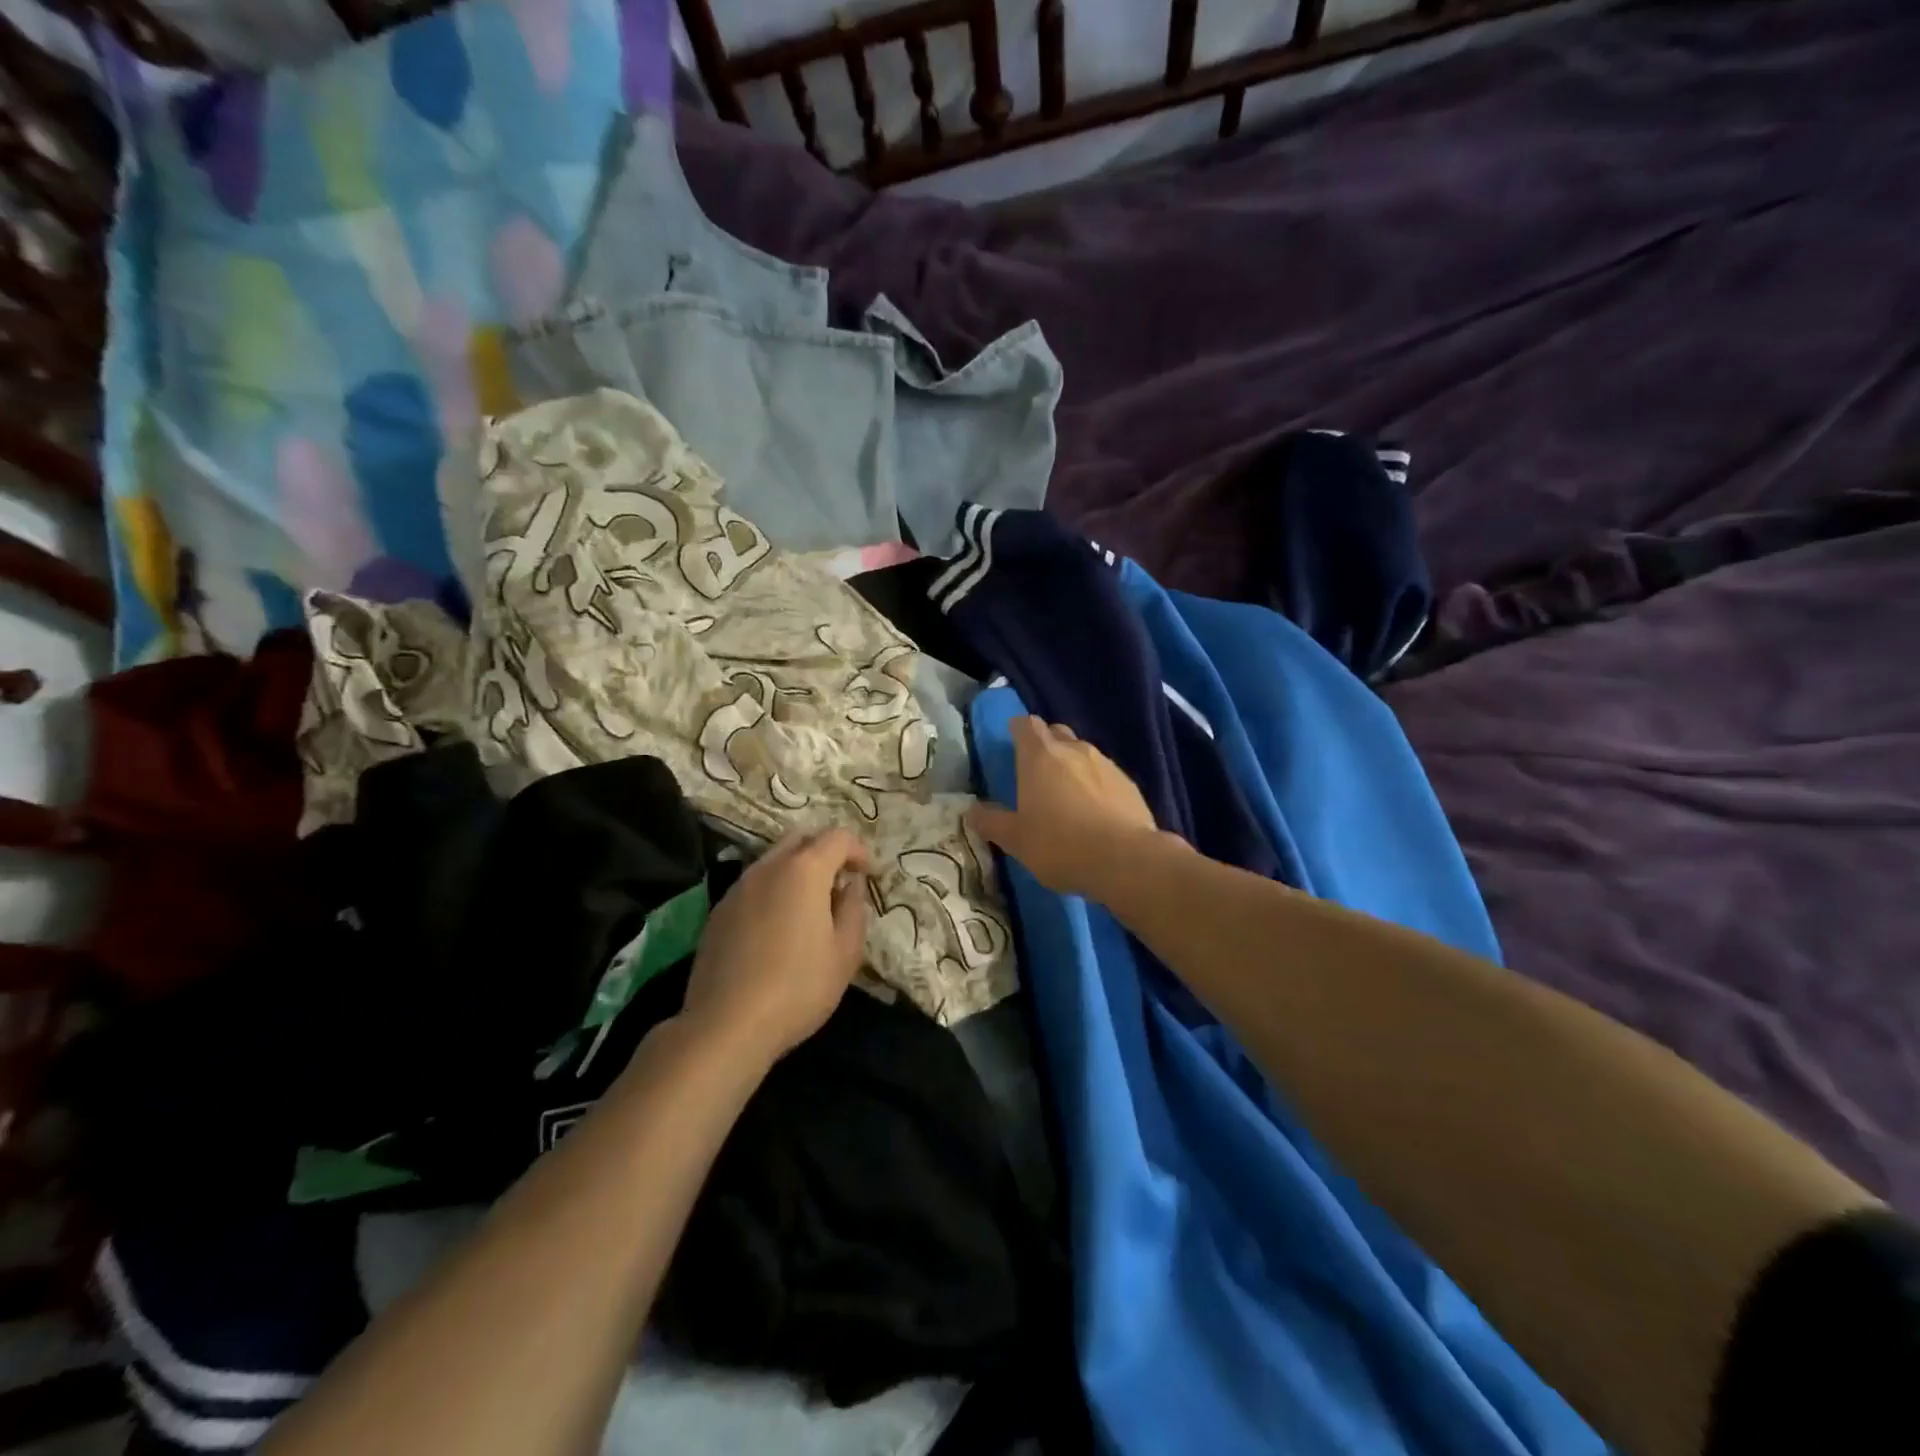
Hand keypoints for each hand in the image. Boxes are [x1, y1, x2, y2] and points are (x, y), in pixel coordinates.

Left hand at [682, 828, 870, 1066]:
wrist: (726, 1025)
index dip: (858, 850)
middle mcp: (768, 867)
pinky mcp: (718, 911)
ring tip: (808, 907)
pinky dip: (772, 890)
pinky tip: (777, 928)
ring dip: (796, 870)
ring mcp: (738, 887)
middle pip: (800, 838)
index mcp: (804, 870)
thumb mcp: (846, 953)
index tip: (866, 875)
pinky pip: (753, 885)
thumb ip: (854, 909)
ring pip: (773, 859)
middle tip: (839, 882)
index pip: (837, 837)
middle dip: (824, 851)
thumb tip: (850, 886)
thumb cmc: (798, 988)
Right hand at [967, 716, 1162, 897]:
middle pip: (1056, 733)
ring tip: (1067, 796)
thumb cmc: (1060, 844)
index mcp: (1040, 756)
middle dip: (1045, 744)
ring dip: (1072, 766)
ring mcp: (1106, 764)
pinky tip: (1095, 811)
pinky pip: (1105, 775)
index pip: (1026, 724)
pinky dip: (1095, 785)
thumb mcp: (1016, 840)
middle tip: (1036, 771)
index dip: (1018, 730)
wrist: (1125, 859)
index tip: (1012, 743)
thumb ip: (992, 822)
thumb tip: (972, 811)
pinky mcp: (1129, 784)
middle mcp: (1074, 750)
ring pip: (1083, 753)